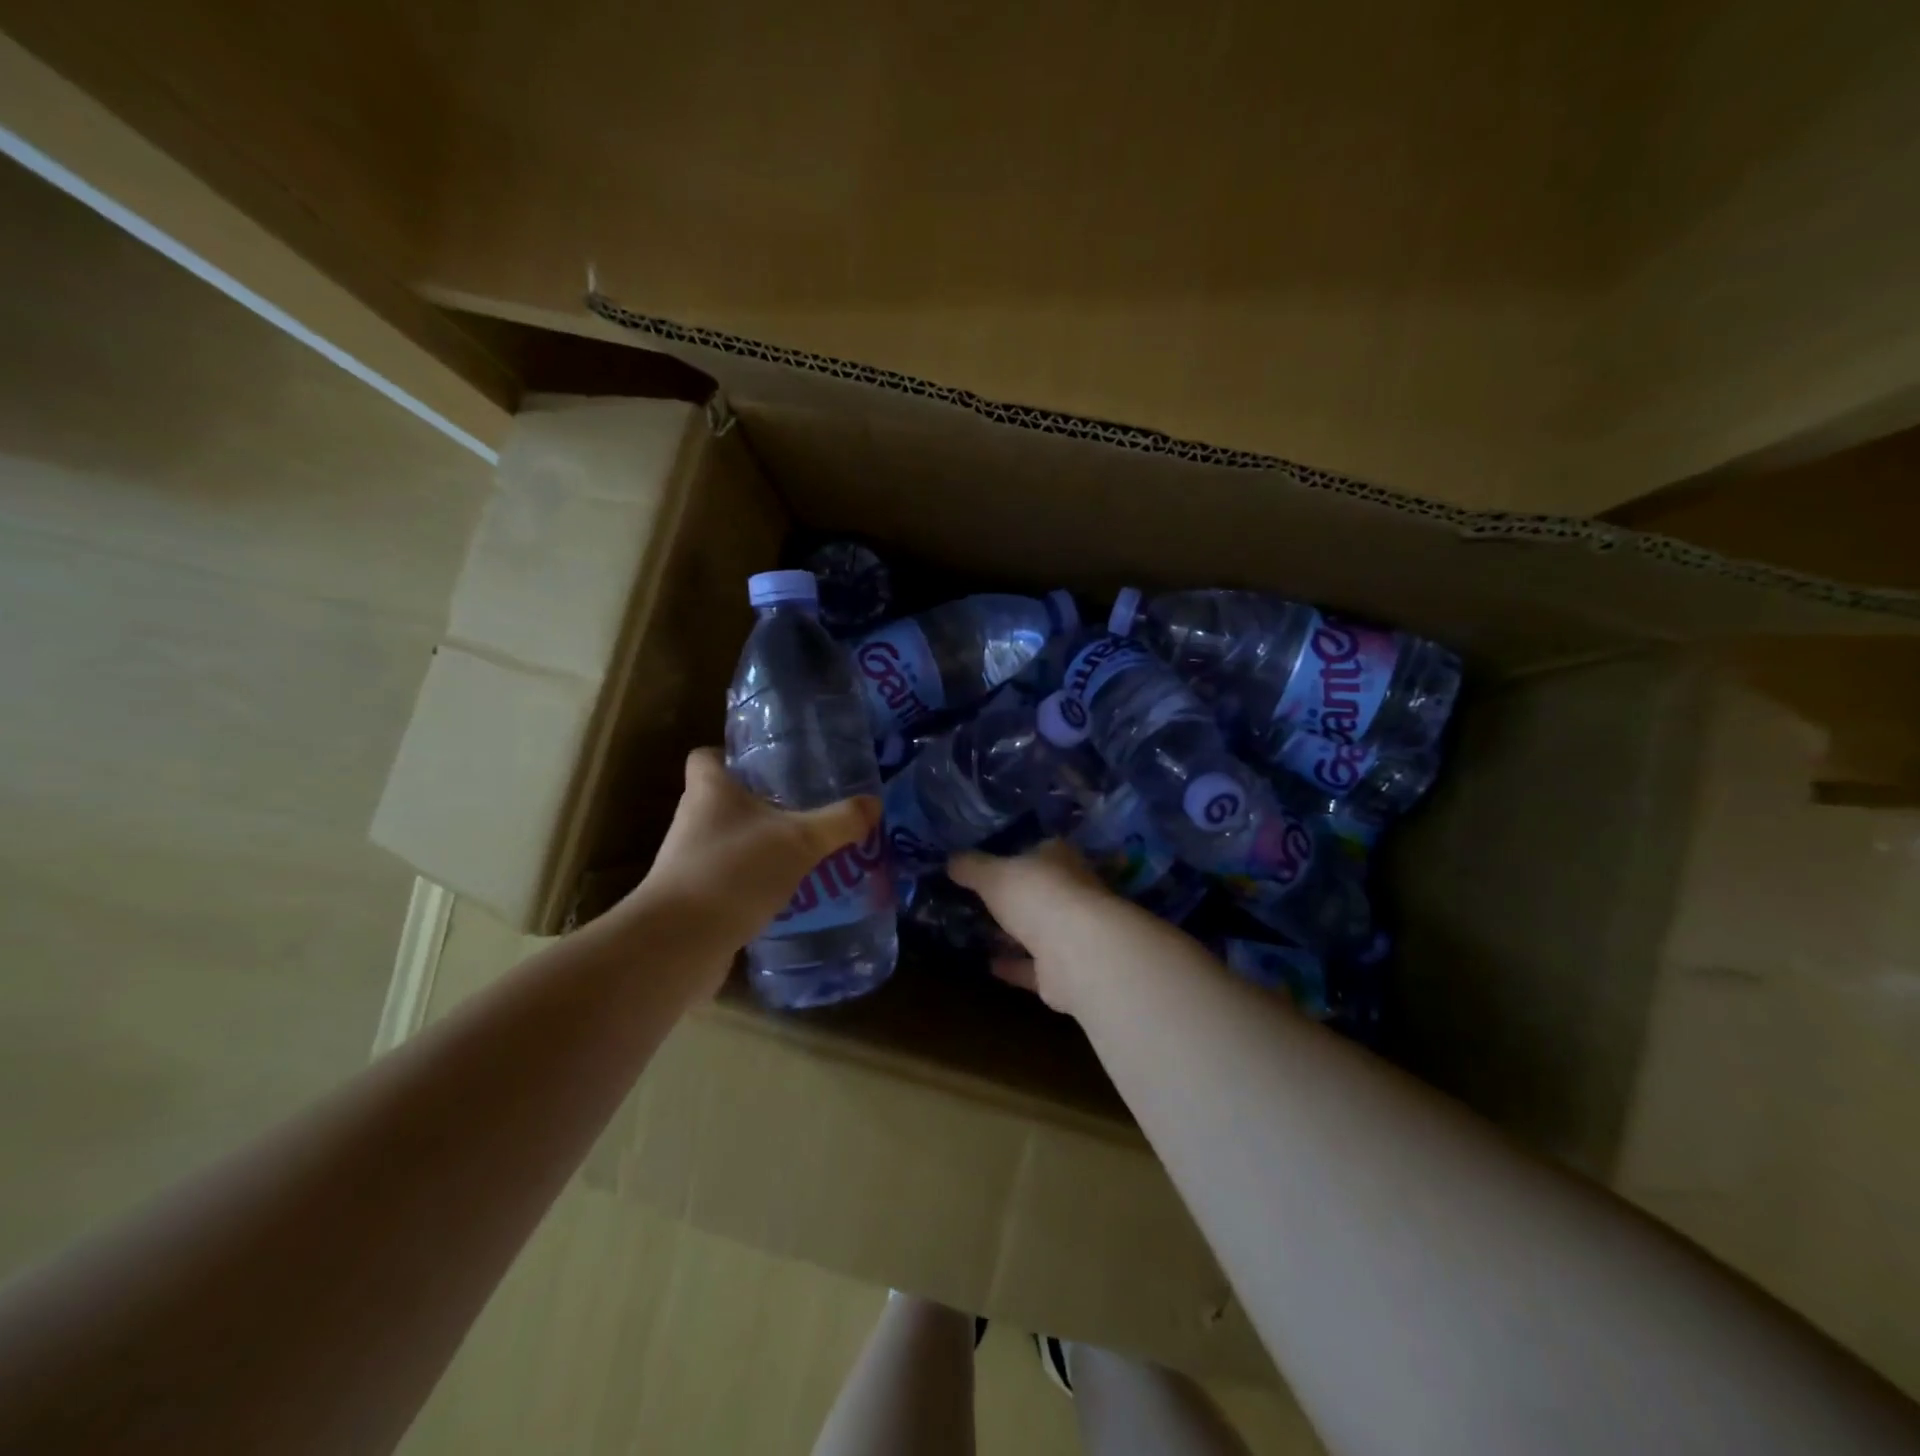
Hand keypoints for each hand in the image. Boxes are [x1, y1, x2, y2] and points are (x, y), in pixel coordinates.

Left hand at [628, 748, 881, 965]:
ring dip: (759, 846)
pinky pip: (728, 879)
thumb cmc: (734, 871)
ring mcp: (689, 862)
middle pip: (723, 799)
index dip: (731, 756)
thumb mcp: (799, 841)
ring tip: (803, 852)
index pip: (706, 757)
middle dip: (760, 804)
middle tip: (802, 808)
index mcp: (709, 790)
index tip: (767, 766)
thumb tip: (874, 802)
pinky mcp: (693, 898)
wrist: (679, 943)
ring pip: (728, 841)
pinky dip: (752, 883)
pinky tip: (786, 894)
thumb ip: (838, 822)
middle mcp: (693, 819)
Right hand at [950, 840, 1120, 1015]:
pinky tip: (988, 963)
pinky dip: (1013, 964)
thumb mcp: (992, 874)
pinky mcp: (1065, 969)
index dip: (1012, 853)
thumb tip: (951, 860)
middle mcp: (1072, 890)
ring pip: (1037, 929)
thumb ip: (970, 866)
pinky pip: (1033, 965)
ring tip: (977, 931)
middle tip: (977, 899)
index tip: (986, 862)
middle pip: (1038, 890)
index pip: (1037, 849)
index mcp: (1059, 858)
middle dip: (1012, 896)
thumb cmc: (1037, 896)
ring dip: (1012, 932)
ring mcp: (1072, 931)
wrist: (1077, 952)